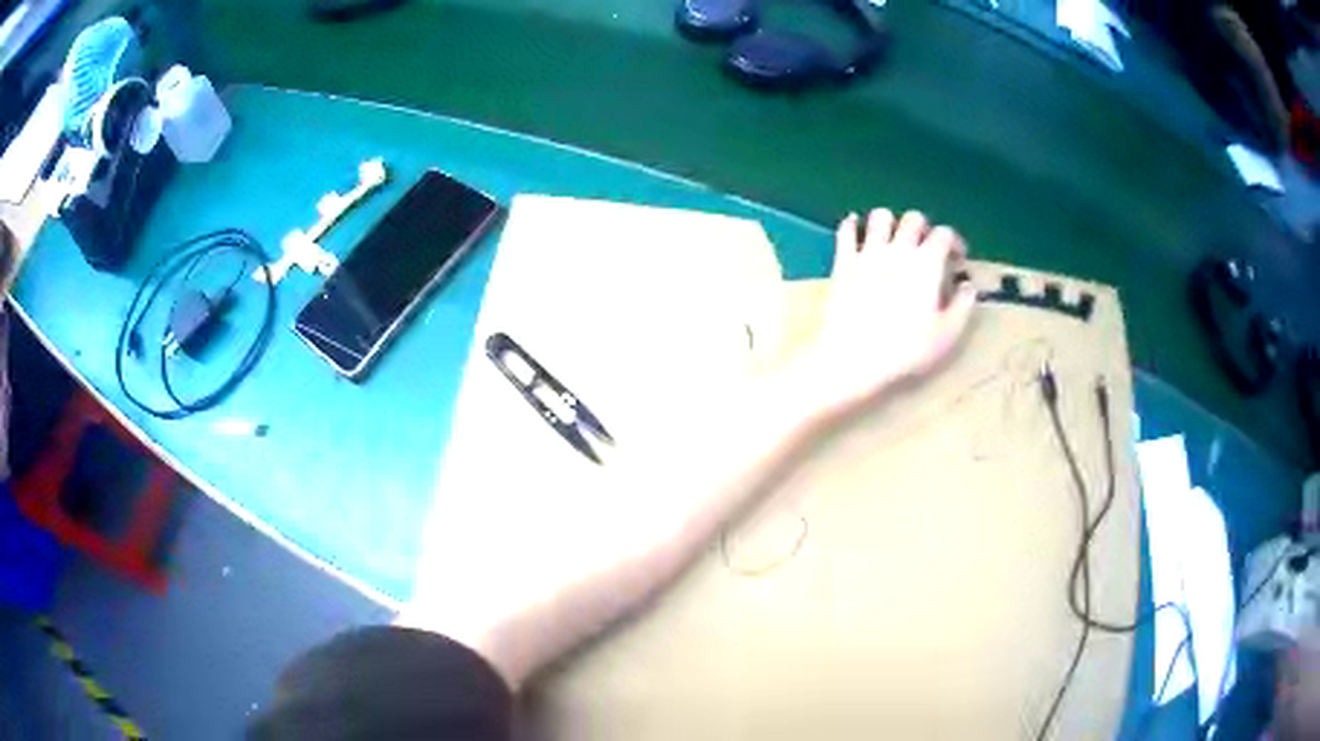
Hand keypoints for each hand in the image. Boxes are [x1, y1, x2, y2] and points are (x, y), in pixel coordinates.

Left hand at [797, 209, 977, 411]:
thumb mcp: (947, 335)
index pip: (945, 234)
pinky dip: (852, 225)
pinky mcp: (843, 262)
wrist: (852, 358)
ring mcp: (867, 252)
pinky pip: (845, 230)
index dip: (955, 242)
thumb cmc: (906, 350)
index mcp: (927, 263)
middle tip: (926, 249)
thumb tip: (968, 286)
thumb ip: (963, 306)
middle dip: (924, 229)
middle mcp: (898, 249)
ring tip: (894, 240)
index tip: (957, 258)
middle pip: (914, 218)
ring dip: (890, 223)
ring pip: (880, 216)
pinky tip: (856, 229)